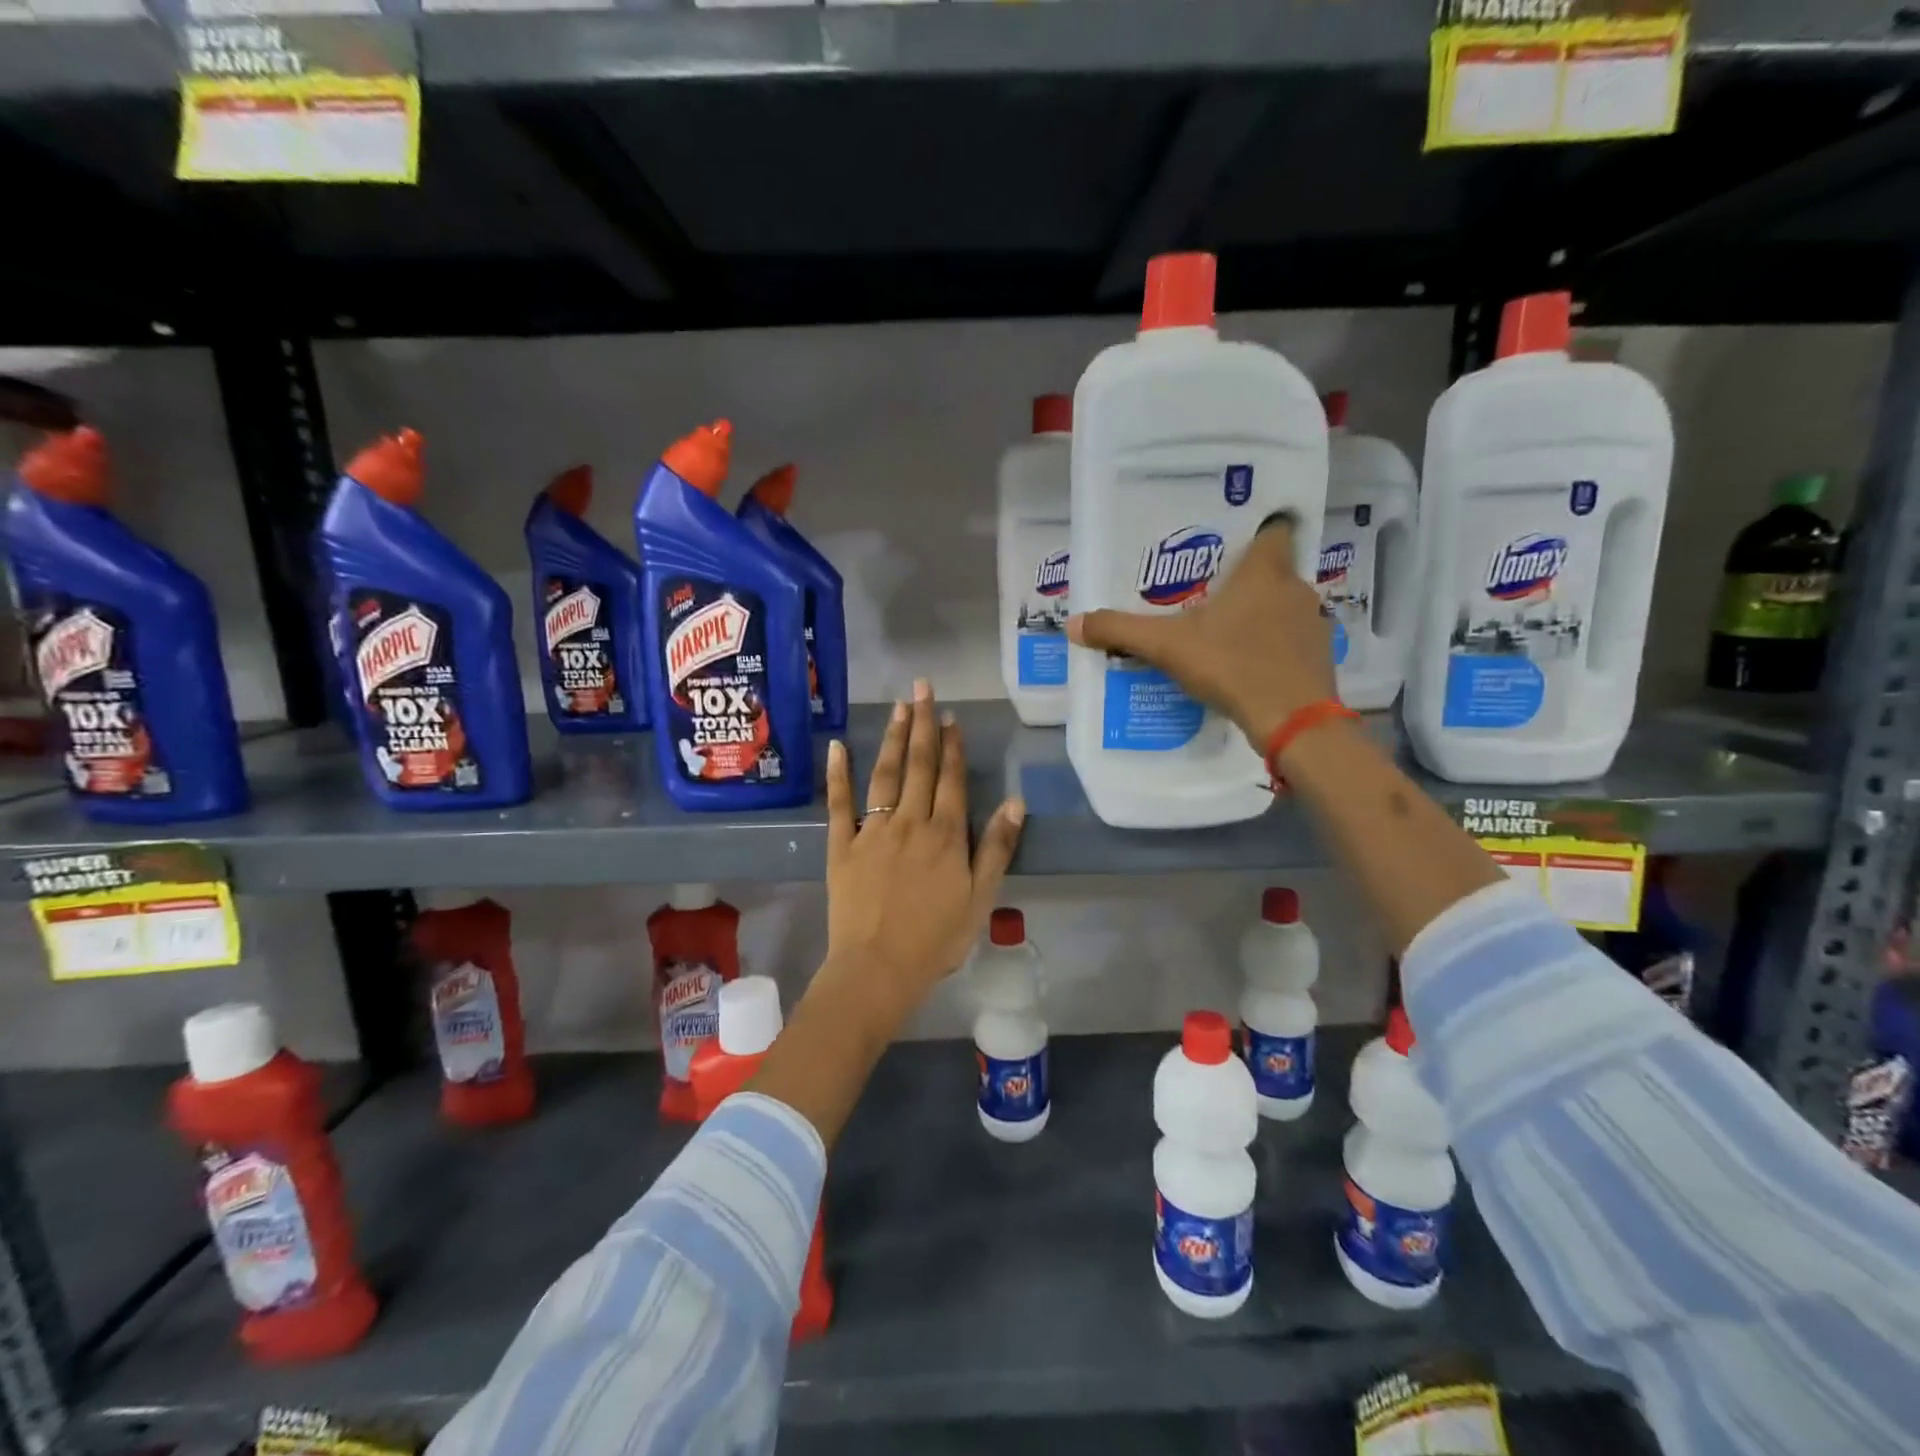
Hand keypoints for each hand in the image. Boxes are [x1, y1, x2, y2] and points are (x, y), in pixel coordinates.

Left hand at [817, 679, 1024, 1036]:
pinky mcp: (842, 845)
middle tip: (923, 688)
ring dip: (892, 738)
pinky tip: (838, 746)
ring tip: (897, 706)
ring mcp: (873, 830)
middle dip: (922, 724)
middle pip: (919, 765)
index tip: (950, 716)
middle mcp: (910, 822)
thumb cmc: (936, 939)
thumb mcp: (981, 897)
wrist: (878, 968)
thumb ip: (996, 847)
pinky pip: (839, 803)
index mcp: (945, 834)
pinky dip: (839, 773)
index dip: (952, 746)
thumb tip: (1016, 801)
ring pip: (885, 774)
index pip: (951, 779)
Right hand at [1067, 518, 1336, 750]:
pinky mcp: (1319, 655)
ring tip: (1224, 630)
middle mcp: (1295, 588)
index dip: (1255, 531)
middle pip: (1272, 570)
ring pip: (1282, 605)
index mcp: (1264, 572)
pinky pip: (1292, 638)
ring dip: (1259, 613)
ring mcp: (1312, 622)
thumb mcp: (1167, 647)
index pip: (1273, 531)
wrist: (1292, 720)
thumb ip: (1121, 631)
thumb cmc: (1232, 666)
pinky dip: (1273, 644)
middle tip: (1209, 592)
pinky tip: (1247, 663)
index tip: (1230, 543)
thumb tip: (1074, 624)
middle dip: (1244, 580)